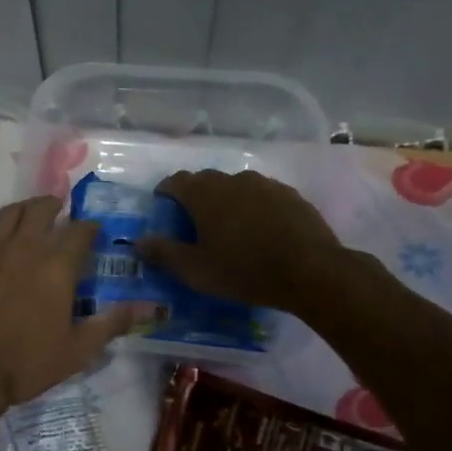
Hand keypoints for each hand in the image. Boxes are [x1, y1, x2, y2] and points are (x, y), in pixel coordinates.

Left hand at [0, 196, 134, 412]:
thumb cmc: (25, 364)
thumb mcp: (77, 351)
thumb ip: (111, 324)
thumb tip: (147, 308)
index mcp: (57, 268)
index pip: (80, 233)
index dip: (89, 227)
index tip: (93, 231)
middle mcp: (25, 249)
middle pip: (43, 211)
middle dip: (55, 207)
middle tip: (59, 211)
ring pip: (8, 214)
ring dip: (22, 207)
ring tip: (29, 210)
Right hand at [137, 169, 348, 313]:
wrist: (311, 271)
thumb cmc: (244, 270)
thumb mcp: (195, 270)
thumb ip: (163, 252)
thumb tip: (139, 240)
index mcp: (204, 193)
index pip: (176, 181)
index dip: (166, 192)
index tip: (163, 206)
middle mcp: (232, 179)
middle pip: (206, 181)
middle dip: (196, 197)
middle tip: (195, 223)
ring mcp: (265, 184)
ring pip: (236, 187)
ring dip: (228, 201)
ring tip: (230, 228)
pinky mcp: (291, 195)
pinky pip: (263, 196)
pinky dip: (254, 208)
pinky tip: (261, 231)